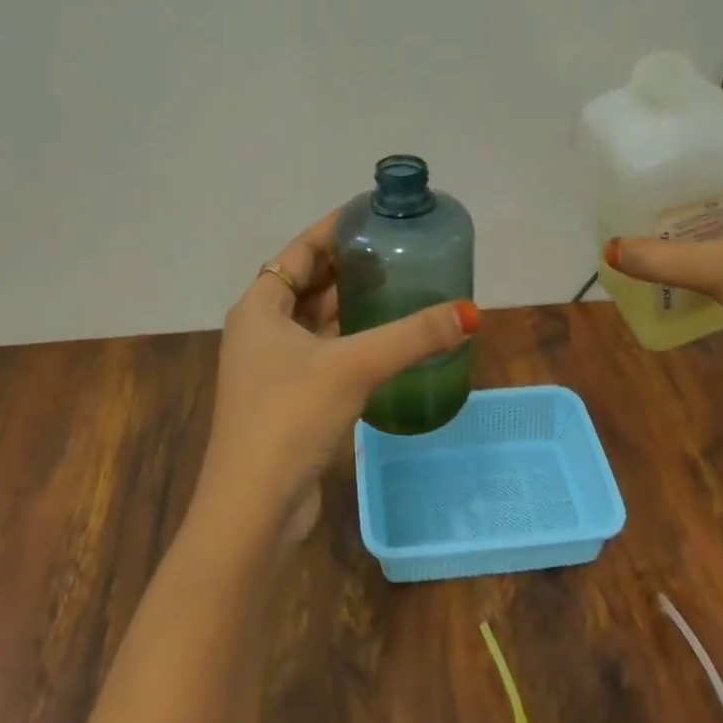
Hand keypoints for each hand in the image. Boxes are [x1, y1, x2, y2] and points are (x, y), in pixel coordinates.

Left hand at [194, 210, 479, 543]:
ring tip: (399, 286)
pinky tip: (387, 340)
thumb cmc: (290, 418)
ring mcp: (272, 368)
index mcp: (259, 308)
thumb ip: (411, 337)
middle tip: (397, 250)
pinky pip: (324, 353)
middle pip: (309, 284)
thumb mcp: (353, 366)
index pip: (300, 251)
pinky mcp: (288, 399)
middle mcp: (261, 331)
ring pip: (317, 321)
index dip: (334, 229)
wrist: (253, 509)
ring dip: (352, 305)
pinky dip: (351, 340)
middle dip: (350, 267)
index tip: (371, 213)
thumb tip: (469, 313)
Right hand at [604, 113, 722, 372]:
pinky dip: (704, 219)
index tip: (667, 124)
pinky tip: (672, 231)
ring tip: (649, 190)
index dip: (709, 119)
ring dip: (696, 192)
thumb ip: (660, 259)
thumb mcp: (719, 271)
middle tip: (646, 158)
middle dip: (690, 157)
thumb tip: (609, 249)